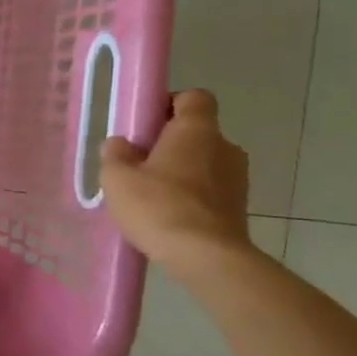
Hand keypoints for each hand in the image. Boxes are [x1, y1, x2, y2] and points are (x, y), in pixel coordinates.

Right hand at [100, 90, 251, 275]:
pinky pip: (211, 191)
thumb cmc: (159, 207)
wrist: (206, 257)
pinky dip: (193, 197)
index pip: (194, 98)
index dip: (170, 104)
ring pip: (205, 163)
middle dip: (171, 144)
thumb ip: (116, 155)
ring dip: (183, 173)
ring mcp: (238, 178)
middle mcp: (225, 146)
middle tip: (141, 165)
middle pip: (197, 133)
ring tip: (154, 197)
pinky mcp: (240, 208)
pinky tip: (170, 217)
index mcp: (197, 129)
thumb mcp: (118, 178)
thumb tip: (121, 145)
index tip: (147, 124)